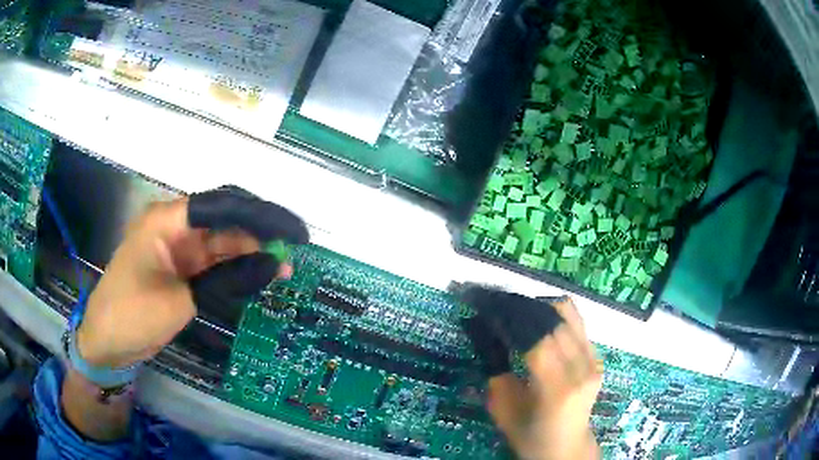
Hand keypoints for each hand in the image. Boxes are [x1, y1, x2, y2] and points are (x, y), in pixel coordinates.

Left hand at [76, 185, 308, 368]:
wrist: (108, 341)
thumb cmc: (133, 313)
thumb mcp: (180, 299)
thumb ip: (226, 280)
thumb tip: (273, 265)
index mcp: (167, 220)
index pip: (221, 206)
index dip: (260, 214)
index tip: (292, 230)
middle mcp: (174, 226)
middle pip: (224, 222)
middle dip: (258, 234)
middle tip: (293, 251)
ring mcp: (177, 248)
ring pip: (221, 244)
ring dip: (249, 254)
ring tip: (283, 269)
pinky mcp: (180, 269)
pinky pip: (213, 264)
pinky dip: (234, 270)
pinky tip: (258, 276)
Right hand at [459, 287, 601, 459]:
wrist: (568, 446)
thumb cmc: (531, 436)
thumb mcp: (503, 412)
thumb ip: (496, 374)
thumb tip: (487, 336)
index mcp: (557, 390)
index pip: (536, 341)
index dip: (511, 320)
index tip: (488, 309)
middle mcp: (582, 369)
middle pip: (553, 321)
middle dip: (522, 308)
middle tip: (497, 304)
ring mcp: (594, 361)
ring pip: (568, 314)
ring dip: (539, 307)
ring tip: (517, 311)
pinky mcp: (598, 357)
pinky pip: (576, 323)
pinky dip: (554, 316)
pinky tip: (537, 323)